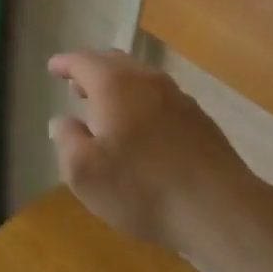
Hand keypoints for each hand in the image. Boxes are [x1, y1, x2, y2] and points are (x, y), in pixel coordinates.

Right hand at [49, 50, 256, 250]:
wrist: (220, 210)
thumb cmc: (142, 188)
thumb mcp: (85, 172)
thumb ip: (66, 141)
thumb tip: (62, 122)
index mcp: (113, 84)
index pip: (82, 61)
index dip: (65, 64)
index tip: (53, 68)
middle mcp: (145, 79)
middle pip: (114, 63)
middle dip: (93, 71)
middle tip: (78, 86)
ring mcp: (177, 97)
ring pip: (140, 79)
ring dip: (120, 87)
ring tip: (109, 108)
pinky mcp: (199, 120)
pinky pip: (161, 99)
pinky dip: (144, 104)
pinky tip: (144, 130)